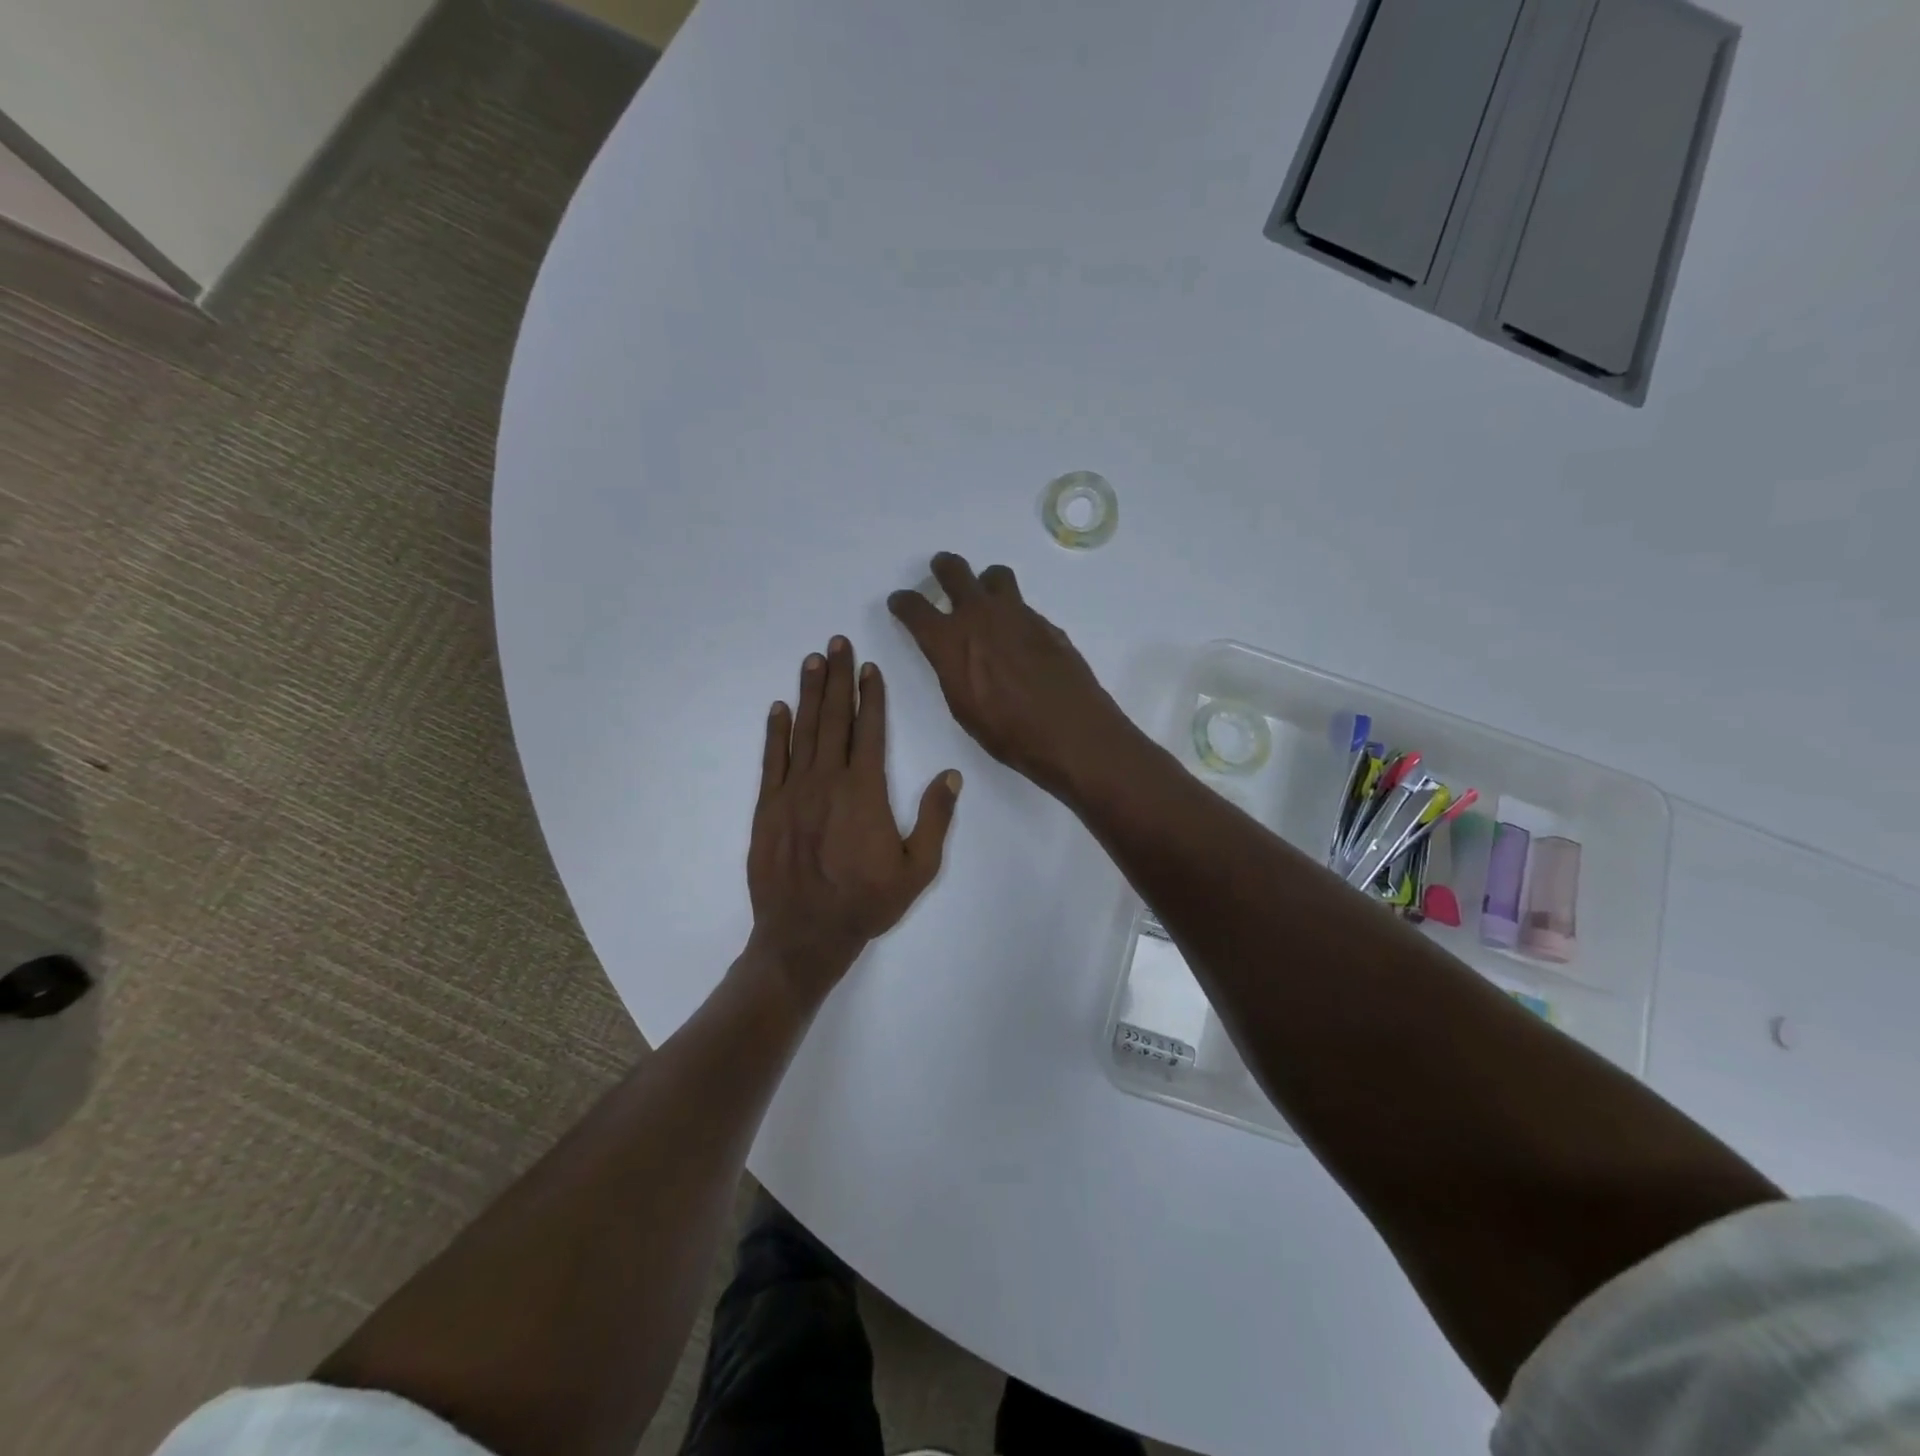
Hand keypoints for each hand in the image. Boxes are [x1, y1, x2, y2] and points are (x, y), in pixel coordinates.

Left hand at [747, 636, 960, 1005]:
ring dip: (809, 693)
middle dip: (837, 678)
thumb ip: (934, 819)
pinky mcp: (768, 807)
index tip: (868, 667)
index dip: (870, 695)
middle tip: (836, 642)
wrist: (805, 935)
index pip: (869, 730)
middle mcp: (827, 781)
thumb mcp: (918, 869)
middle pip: (834, 719)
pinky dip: (775, 732)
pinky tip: (779, 708)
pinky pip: (772, 760)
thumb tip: (951, 775)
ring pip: (803, 731)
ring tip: (812, 660)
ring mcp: (793, 792)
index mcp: (865, 791)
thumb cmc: (866, 903)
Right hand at [887, 553, 1135, 799]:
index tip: (901, 601)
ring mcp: (1017, 615)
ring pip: (996, 577)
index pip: (915, 608)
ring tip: (988, 597)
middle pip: (955, 571)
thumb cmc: (1008, 733)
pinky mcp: (1046, 624)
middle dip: (944, 568)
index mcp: (950, 641)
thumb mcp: (963, 708)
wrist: (1070, 732)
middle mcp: (980, 616)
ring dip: (985, 581)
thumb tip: (957, 655)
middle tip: (942, 570)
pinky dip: (1014, 614)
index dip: (903, 603)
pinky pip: (1023, 606)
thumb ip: (954, 670)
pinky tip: (1020, 639)